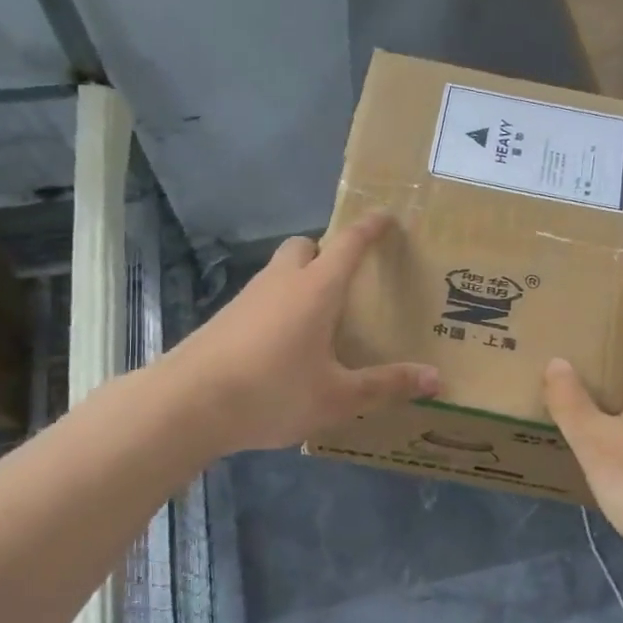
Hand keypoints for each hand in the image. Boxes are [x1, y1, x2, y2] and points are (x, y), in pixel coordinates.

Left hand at [163, 212, 438, 453]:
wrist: (186, 406)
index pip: (348, 244)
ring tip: (319, 318)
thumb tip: (436, 378)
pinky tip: (284, 346)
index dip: (370, 227)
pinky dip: (278, 307)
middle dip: (325, 251)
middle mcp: (280, 282)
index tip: (386, 215)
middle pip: (304, 246)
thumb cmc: (272, 392)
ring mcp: (246, 299)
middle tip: (346, 281)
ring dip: (300, 280)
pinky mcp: (224, 320)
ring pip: (278, 272)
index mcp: (315, 289)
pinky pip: (260, 299)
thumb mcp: (338, 397)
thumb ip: (386, 385)